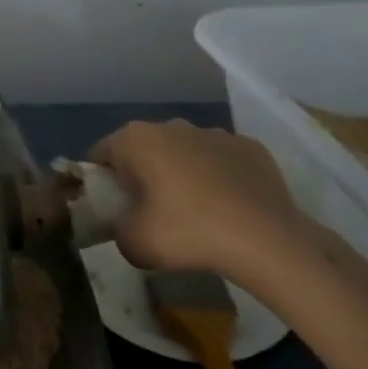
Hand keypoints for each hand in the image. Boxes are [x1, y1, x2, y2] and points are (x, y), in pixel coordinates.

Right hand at [89, 120, 307, 282]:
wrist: (266, 240)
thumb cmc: (188, 232)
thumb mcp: (133, 243)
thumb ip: (117, 228)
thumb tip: (125, 225)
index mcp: (136, 140)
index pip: (101, 153)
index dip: (101, 180)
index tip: (112, 207)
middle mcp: (172, 125)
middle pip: (144, 148)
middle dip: (142, 173)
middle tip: (150, 211)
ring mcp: (214, 133)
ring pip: (184, 151)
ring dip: (181, 173)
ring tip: (193, 212)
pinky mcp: (250, 147)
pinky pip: (221, 160)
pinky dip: (218, 177)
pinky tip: (227, 207)